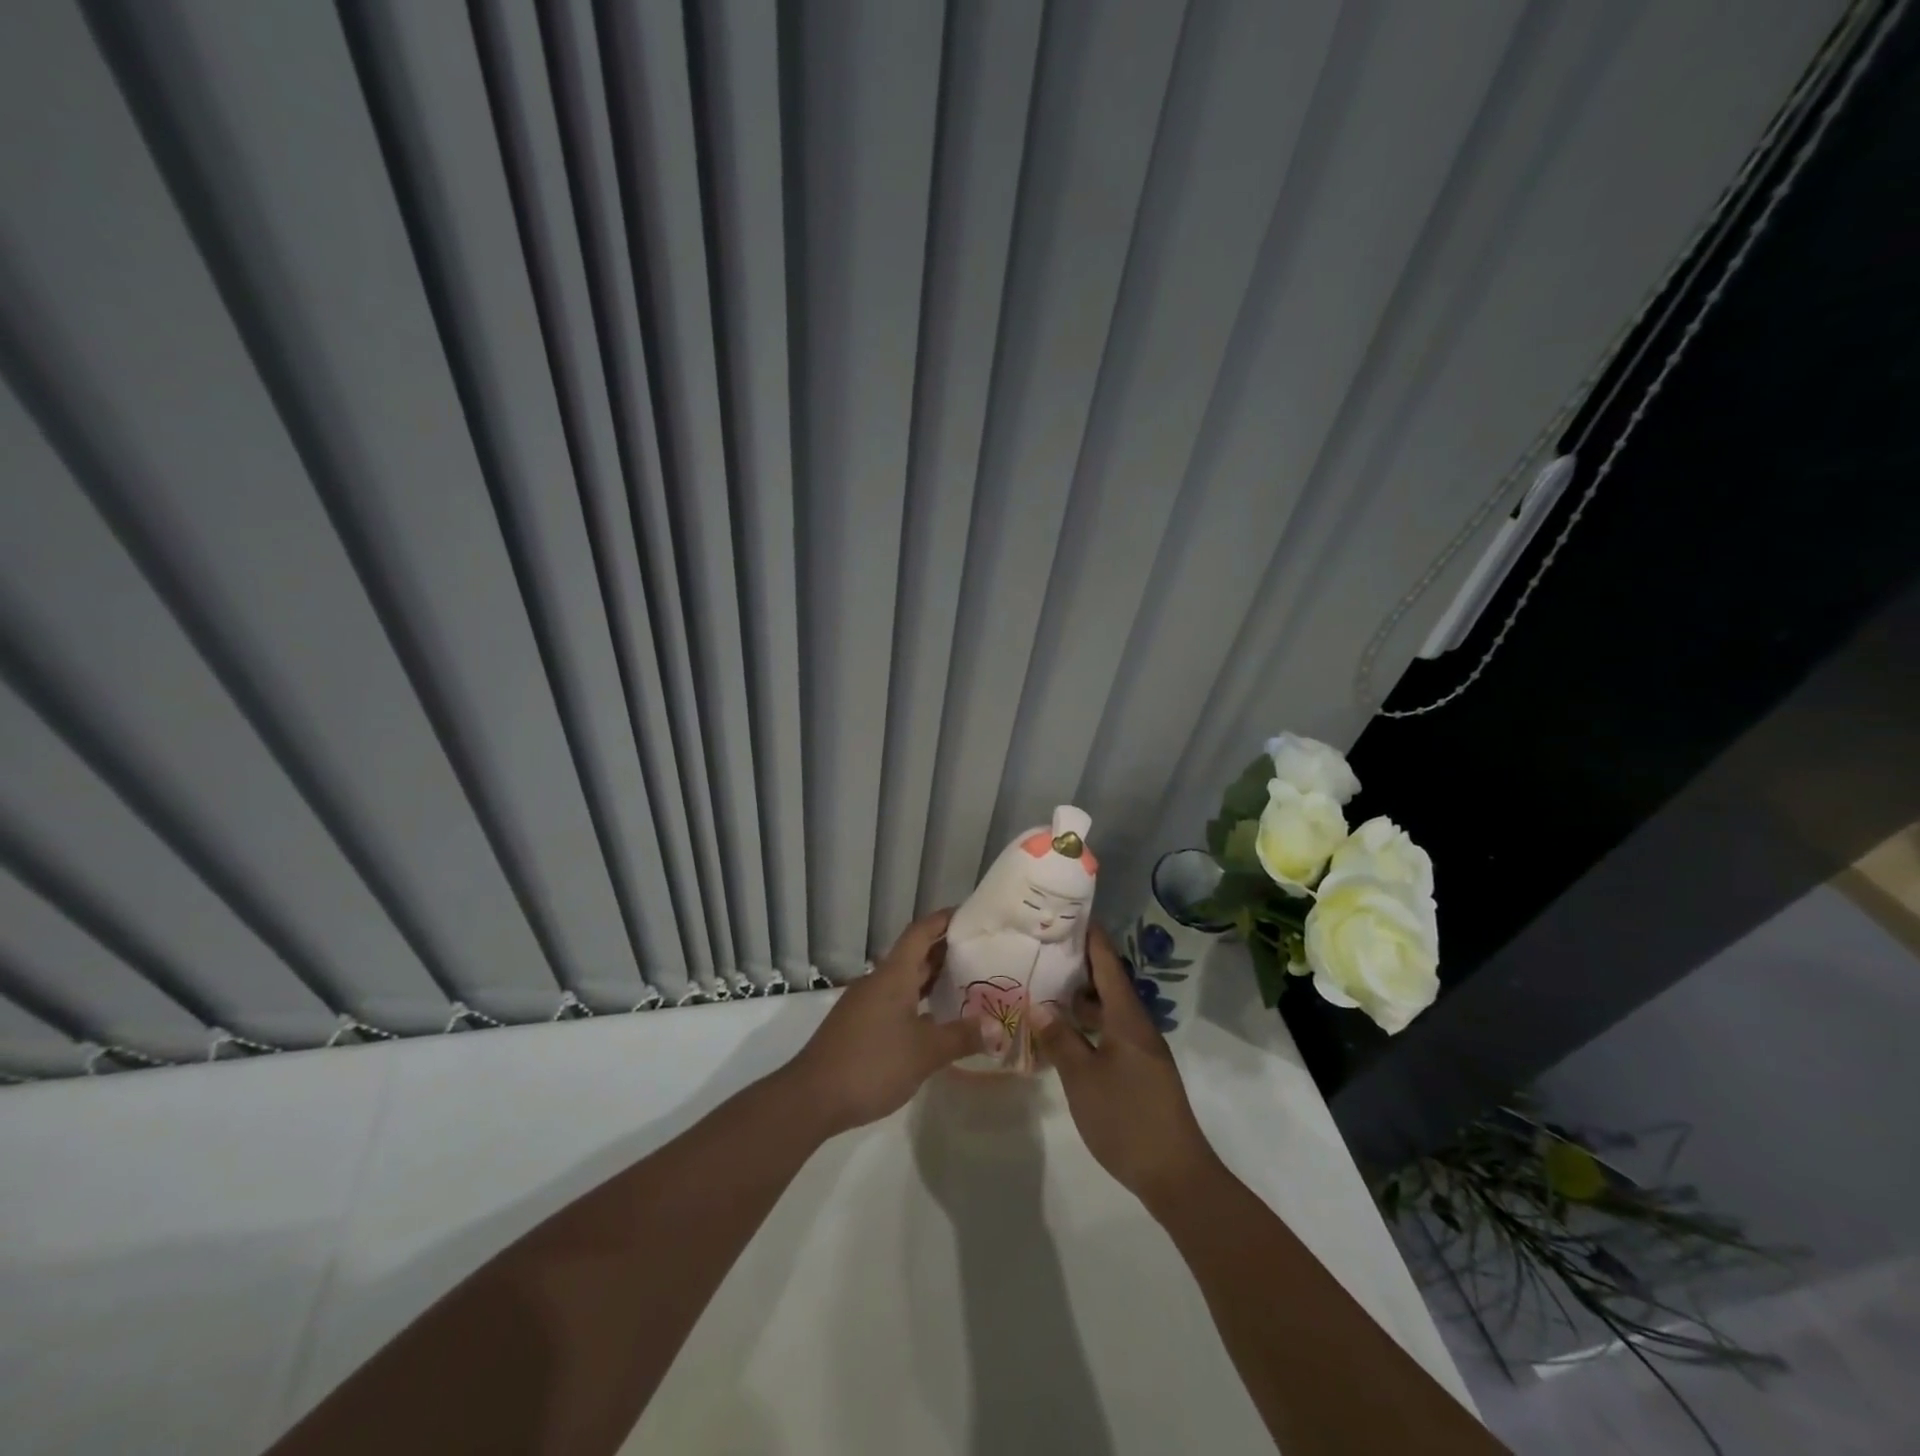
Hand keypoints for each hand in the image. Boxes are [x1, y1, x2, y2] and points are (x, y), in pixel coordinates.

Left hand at [784, 909, 988, 1136]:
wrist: (812, 1098)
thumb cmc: (872, 1064)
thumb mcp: (925, 1052)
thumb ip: (962, 1037)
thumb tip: (998, 1027)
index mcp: (893, 975)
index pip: (920, 932)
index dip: (944, 920)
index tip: (970, 916)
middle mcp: (878, 981)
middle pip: (914, 955)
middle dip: (945, 951)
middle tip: (981, 952)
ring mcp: (865, 1004)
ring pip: (904, 980)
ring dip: (932, 978)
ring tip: (966, 983)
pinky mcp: (859, 1026)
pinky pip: (895, 1001)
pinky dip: (918, 1001)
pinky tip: (935, 1020)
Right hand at [1029, 925, 1219, 1211]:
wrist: (1176, 1174)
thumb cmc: (1127, 1118)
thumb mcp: (1083, 1078)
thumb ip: (1061, 1039)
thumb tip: (1039, 1006)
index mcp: (1128, 1018)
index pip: (1108, 964)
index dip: (1092, 937)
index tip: (1071, 913)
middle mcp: (1137, 1026)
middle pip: (1108, 984)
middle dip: (1079, 965)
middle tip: (1044, 949)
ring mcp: (1140, 1051)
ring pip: (1108, 1012)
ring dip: (1081, 999)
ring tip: (1045, 987)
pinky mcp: (1139, 1072)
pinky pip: (1110, 1034)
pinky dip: (1087, 1027)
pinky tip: (1063, 1035)